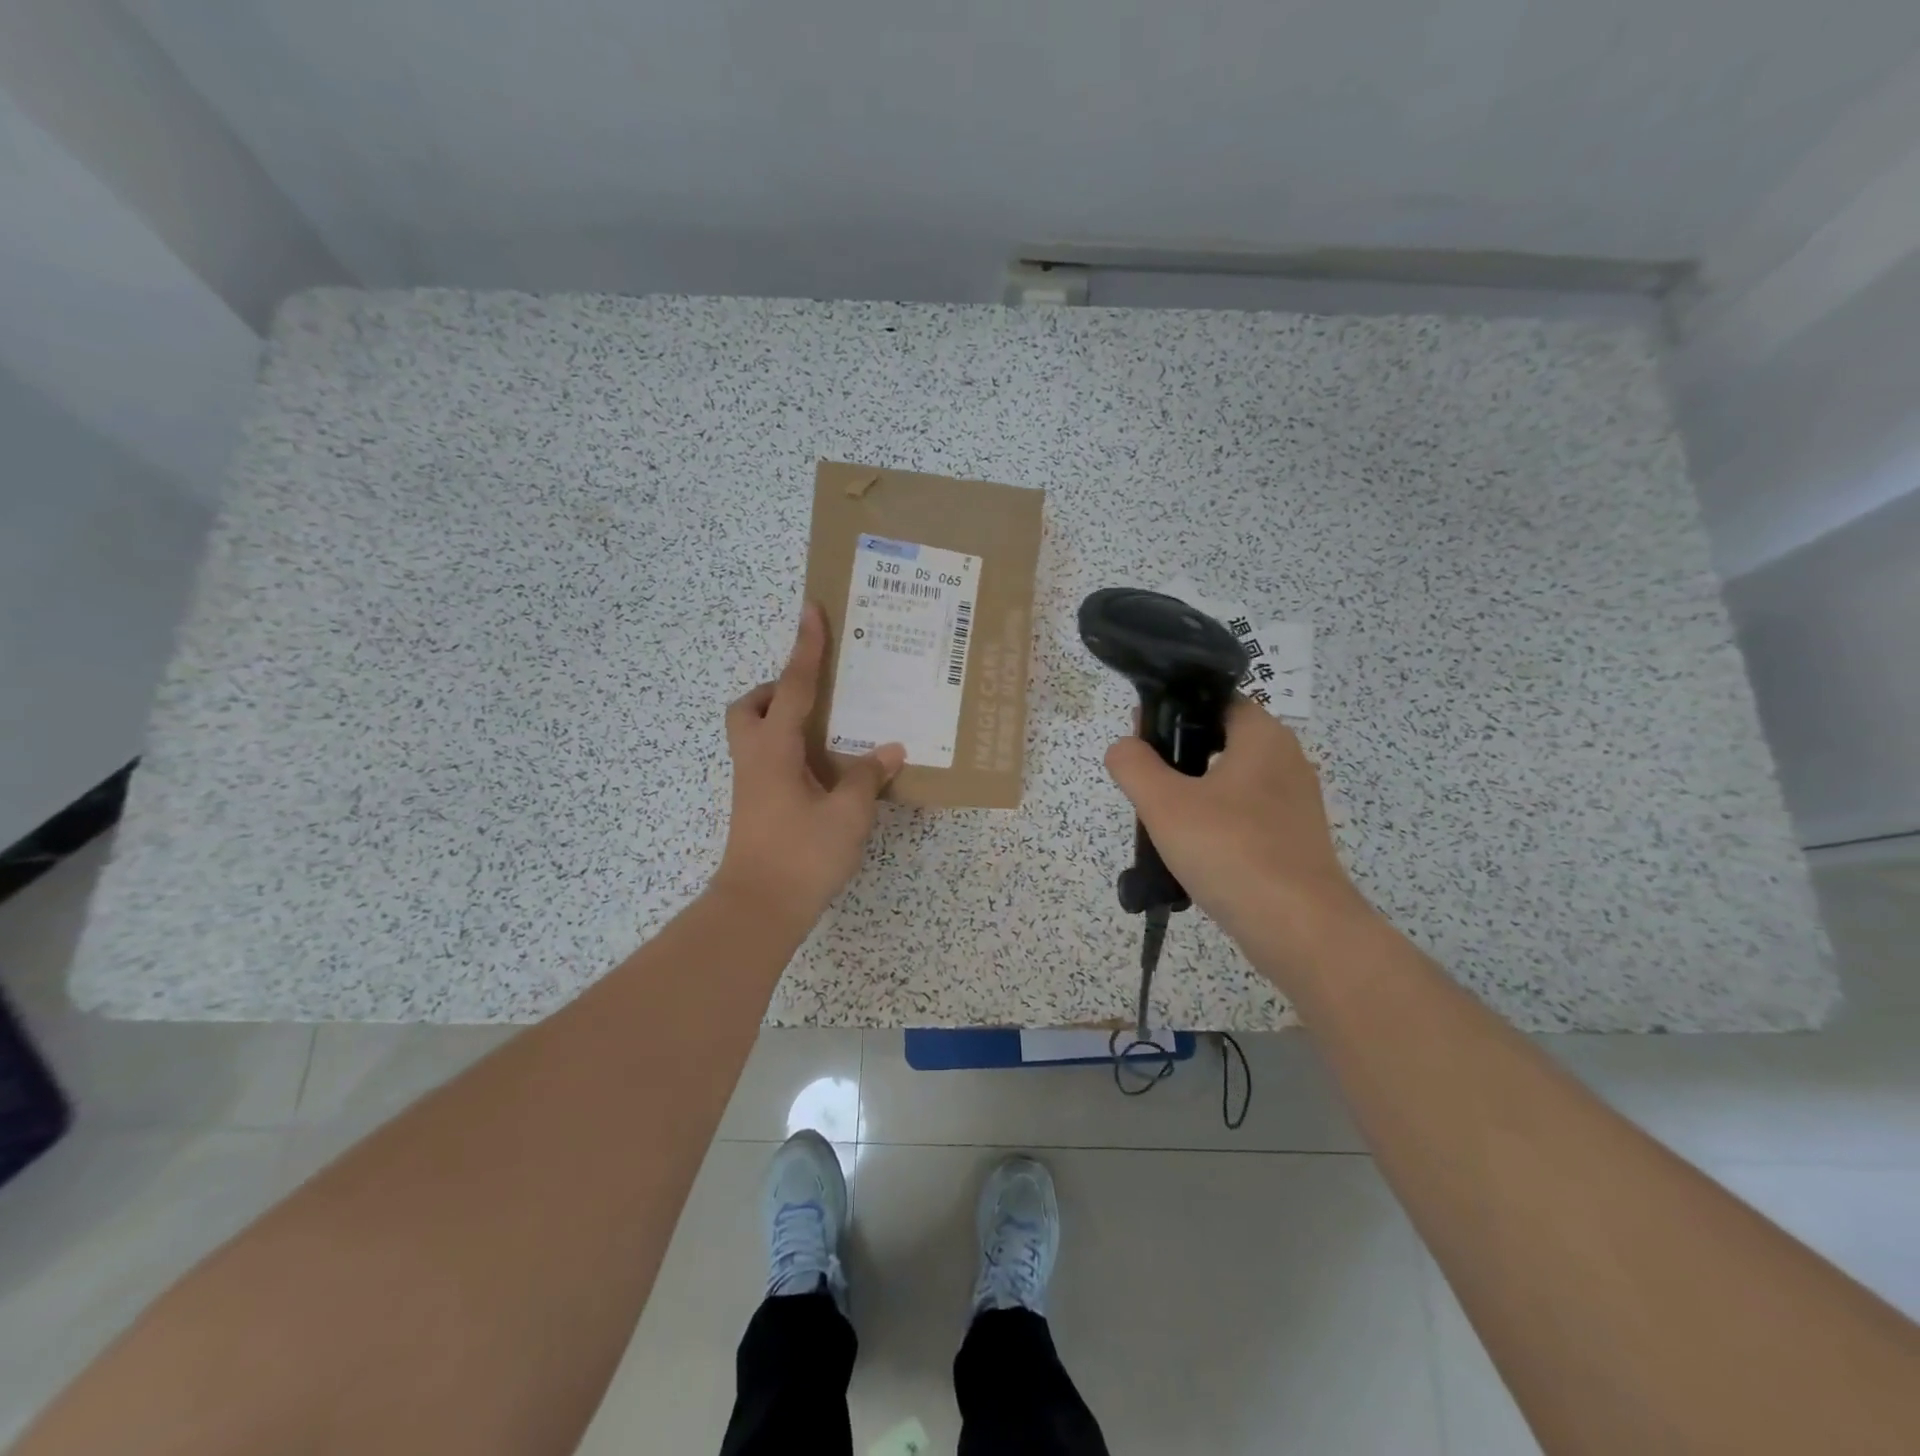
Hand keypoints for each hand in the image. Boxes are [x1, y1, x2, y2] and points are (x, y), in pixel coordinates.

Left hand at [713, 603, 904, 924]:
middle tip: (816, 696)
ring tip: (828, 731)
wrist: (758, 909)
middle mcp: (756, 758)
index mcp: (774, 749)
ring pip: (756, 733)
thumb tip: (888, 749)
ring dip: (783, 720)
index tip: (811, 610)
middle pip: (751, 706)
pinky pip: (769, 758)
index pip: (794, 686)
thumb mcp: (847, 815)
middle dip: (778, 690)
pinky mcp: (756, 805)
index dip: (806, 647)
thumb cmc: (802, 856)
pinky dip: (791, 750)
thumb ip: (866, 776)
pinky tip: (825, 769)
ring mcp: (752, 783)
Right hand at [1103, 700, 1374, 975]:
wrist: (1299, 929)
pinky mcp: (1293, 840)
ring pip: (1230, 783)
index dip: (1173, 711)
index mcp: (1263, 736)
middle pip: (1220, 741)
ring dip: (1193, 795)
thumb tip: (1124, 748)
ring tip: (1161, 822)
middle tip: (1144, 784)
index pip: (1215, 700)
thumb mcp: (1165, 803)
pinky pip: (1244, 818)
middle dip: (1178, 758)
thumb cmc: (1231, 850)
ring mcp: (1294, 803)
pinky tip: (1193, 852)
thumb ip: (1134, 765)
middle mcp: (1286, 760)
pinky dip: (1216, 825)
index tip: (1140, 738)